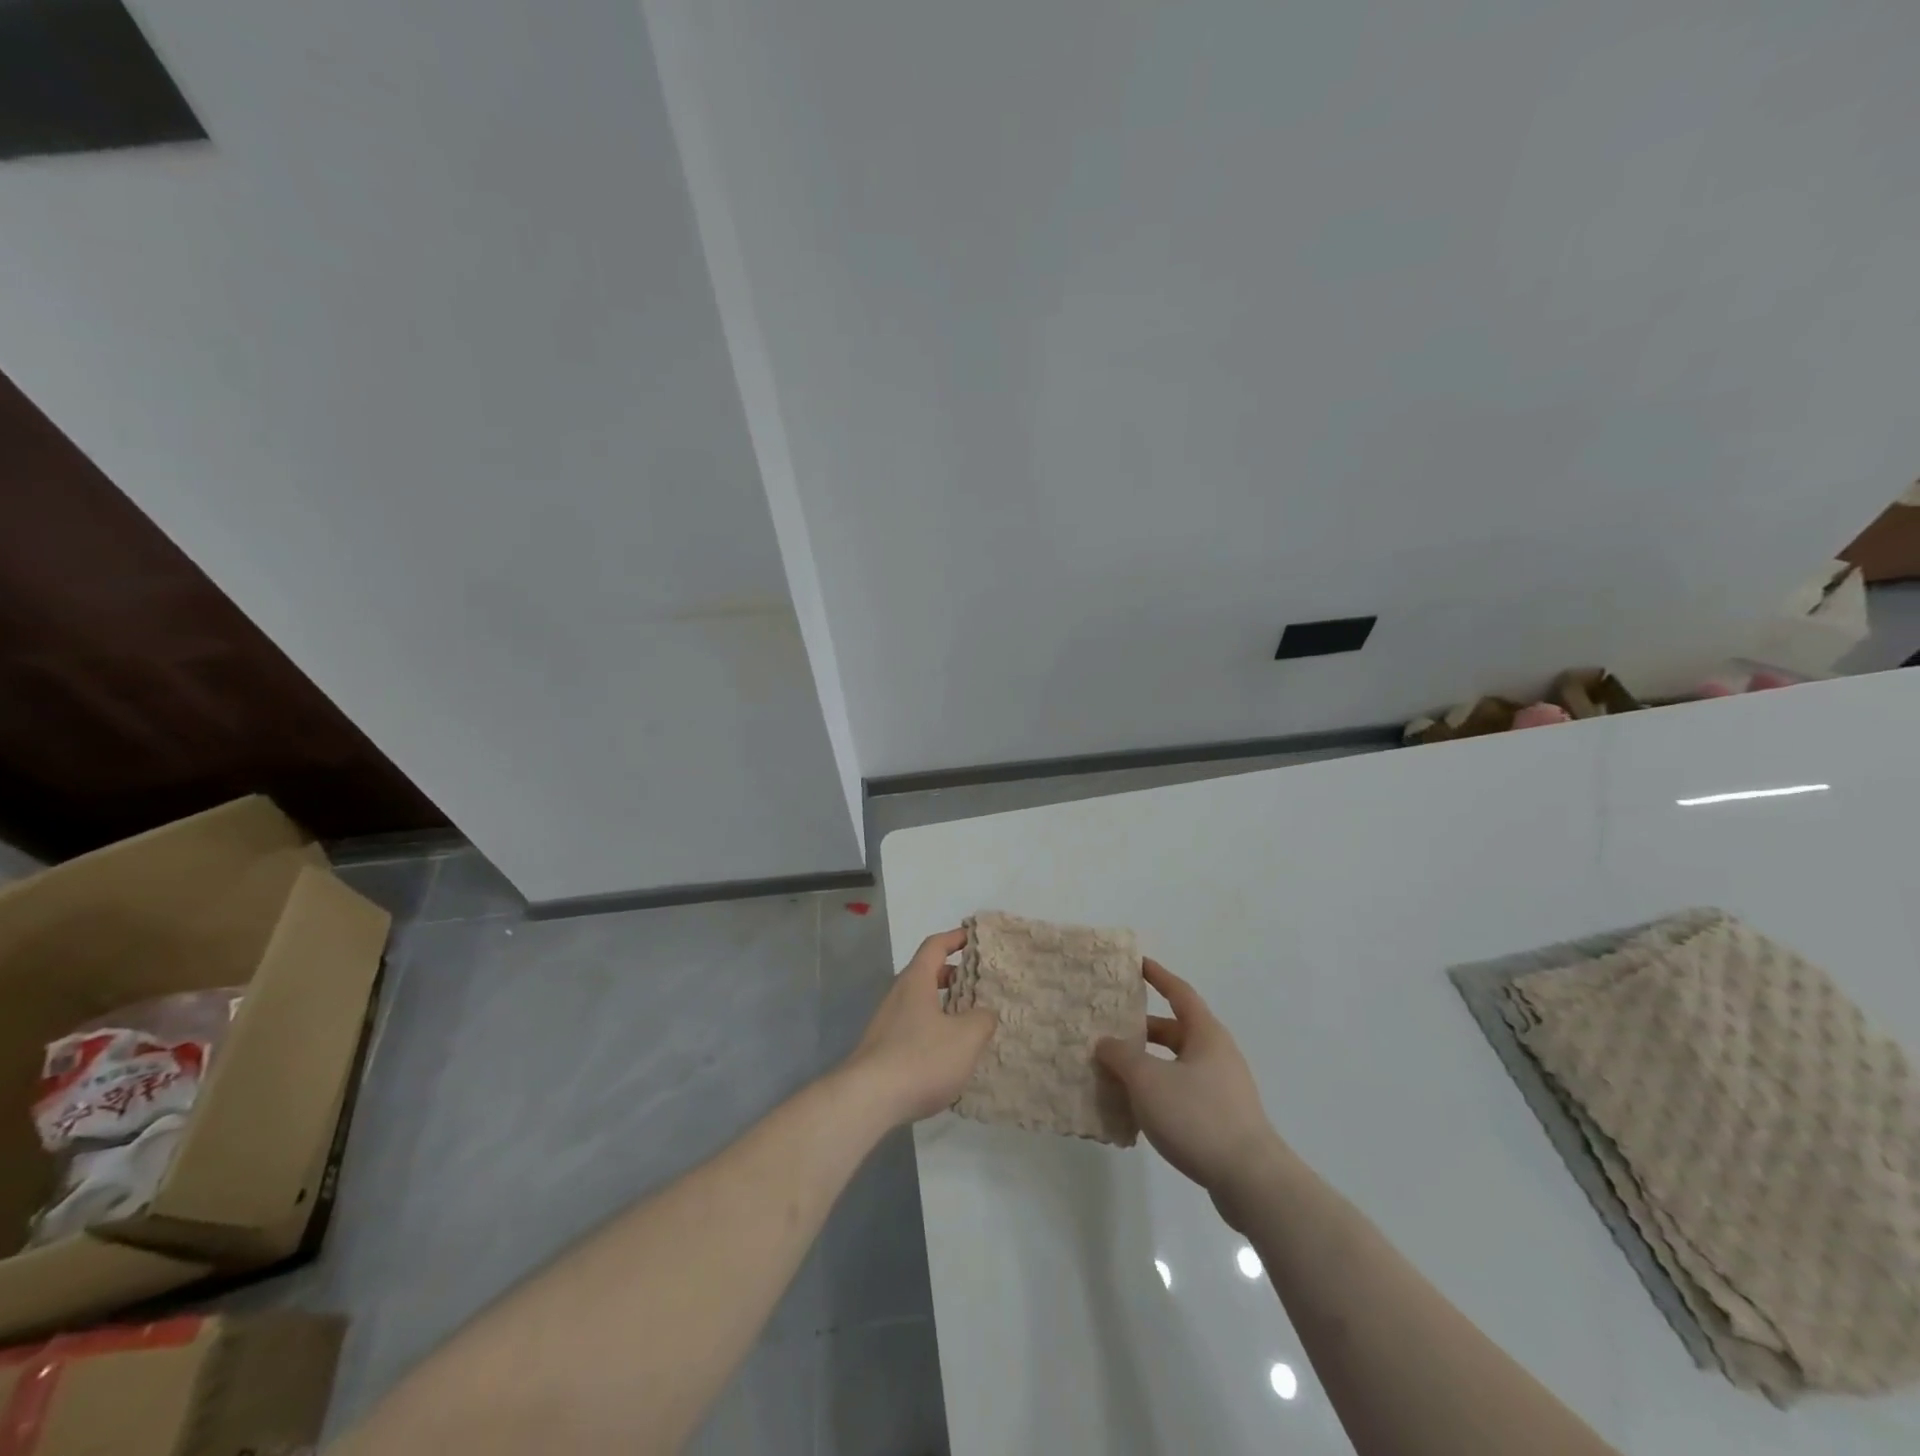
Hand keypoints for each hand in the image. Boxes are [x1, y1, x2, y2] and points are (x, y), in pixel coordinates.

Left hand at [844, 929, 996, 1125]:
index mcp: (916, 981)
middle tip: (978, 981)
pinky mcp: (882, 1049)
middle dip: (952, 974)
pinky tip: (948, 1052)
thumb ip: (982, 1019)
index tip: (973, 936)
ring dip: (943, 1004)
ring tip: (969, 1019)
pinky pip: (913, 1026)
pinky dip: (933, 1028)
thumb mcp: (966, 1038)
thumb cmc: (921, 1058)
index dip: (954, 938)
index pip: (934, 946)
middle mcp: (898, 995)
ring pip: (920, 1002)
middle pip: (926, 973)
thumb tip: (985, 1013)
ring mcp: (887, 1022)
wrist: (868, 1099)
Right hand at [1096, 959, 1282, 1213]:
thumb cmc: (1197, 1116)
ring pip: (1178, 1064)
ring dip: (1149, 1063)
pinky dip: (1160, 1091)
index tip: (1138, 964)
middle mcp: (1218, 1054)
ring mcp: (1224, 1088)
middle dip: (1143, 1029)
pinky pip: (1184, 1091)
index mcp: (1206, 1034)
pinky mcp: (1223, 1119)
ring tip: (1116, 1071)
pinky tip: (1138, 1109)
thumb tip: (1106, 1043)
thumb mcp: (1148, 1080)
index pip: (1180, 992)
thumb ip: (1122, 1056)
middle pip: (1177, 1030)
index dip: (1158, 976)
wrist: (1251, 1180)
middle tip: (1111, 1028)